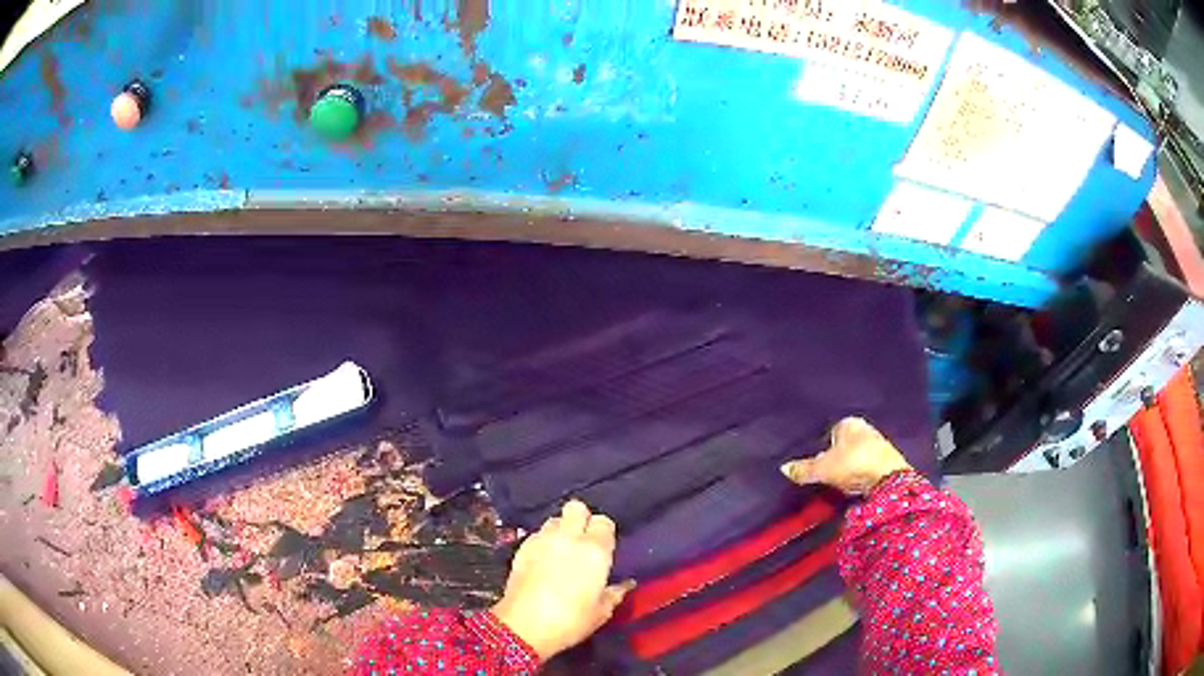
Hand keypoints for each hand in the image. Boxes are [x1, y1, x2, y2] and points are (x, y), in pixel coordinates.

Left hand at [492, 500, 634, 660]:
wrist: (523, 626)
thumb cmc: (570, 621)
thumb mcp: (601, 612)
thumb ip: (615, 593)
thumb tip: (626, 584)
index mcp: (594, 550)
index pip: (604, 522)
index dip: (604, 532)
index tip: (603, 547)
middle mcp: (569, 537)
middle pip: (577, 508)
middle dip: (581, 519)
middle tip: (582, 540)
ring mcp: (542, 540)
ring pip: (555, 519)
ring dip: (561, 529)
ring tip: (561, 549)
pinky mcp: (521, 547)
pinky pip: (537, 534)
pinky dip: (543, 541)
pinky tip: (543, 559)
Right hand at [780, 417, 910, 494]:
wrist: (887, 478)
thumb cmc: (852, 464)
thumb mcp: (822, 469)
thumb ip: (803, 469)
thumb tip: (784, 468)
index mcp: (848, 422)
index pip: (831, 431)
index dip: (822, 446)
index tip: (815, 462)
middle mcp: (865, 428)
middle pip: (844, 443)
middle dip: (836, 456)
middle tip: (825, 473)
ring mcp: (878, 444)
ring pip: (856, 455)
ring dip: (849, 466)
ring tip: (838, 482)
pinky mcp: (888, 461)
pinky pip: (866, 466)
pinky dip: (860, 474)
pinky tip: (854, 485)